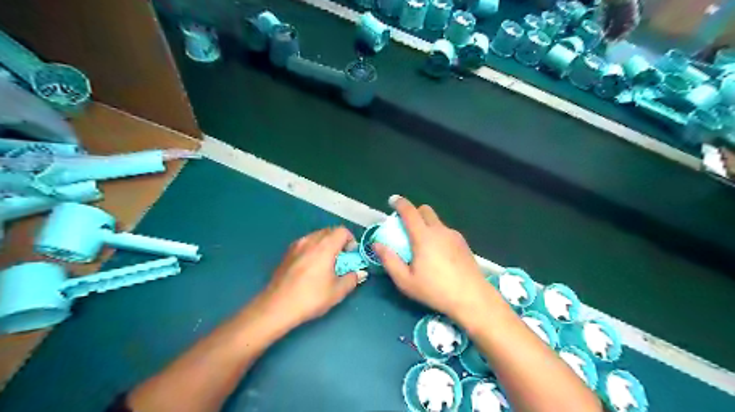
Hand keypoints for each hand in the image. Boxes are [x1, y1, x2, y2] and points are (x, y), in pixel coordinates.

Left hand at [257, 225, 365, 327]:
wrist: (277, 306)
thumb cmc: (310, 298)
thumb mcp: (337, 292)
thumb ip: (351, 279)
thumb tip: (358, 273)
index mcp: (325, 246)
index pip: (342, 231)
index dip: (350, 240)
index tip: (351, 255)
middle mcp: (310, 241)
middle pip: (329, 231)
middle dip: (339, 241)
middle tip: (341, 259)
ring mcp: (296, 246)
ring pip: (316, 236)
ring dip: (325, 244)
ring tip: (326, 263)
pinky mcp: (287, 253)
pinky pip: (305, 243)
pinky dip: (313, 249)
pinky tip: (311, 267)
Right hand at [374, 196, 492, 324]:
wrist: (472, 298)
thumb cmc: (435, 290)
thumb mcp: (405, 281)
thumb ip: (389, 260)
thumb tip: (376, 244)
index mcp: (424, 236)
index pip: (410, 211)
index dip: (400, 203)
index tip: (392, 201)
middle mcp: (439, 230)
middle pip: (425, 210)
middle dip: (414, 212)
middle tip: (406, 227)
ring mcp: (454, 235)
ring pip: (437, 221)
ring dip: (426, 224)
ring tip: (423, 244)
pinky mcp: (463, 243)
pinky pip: (446, 231)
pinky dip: (437, 234)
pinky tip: (439, 253)